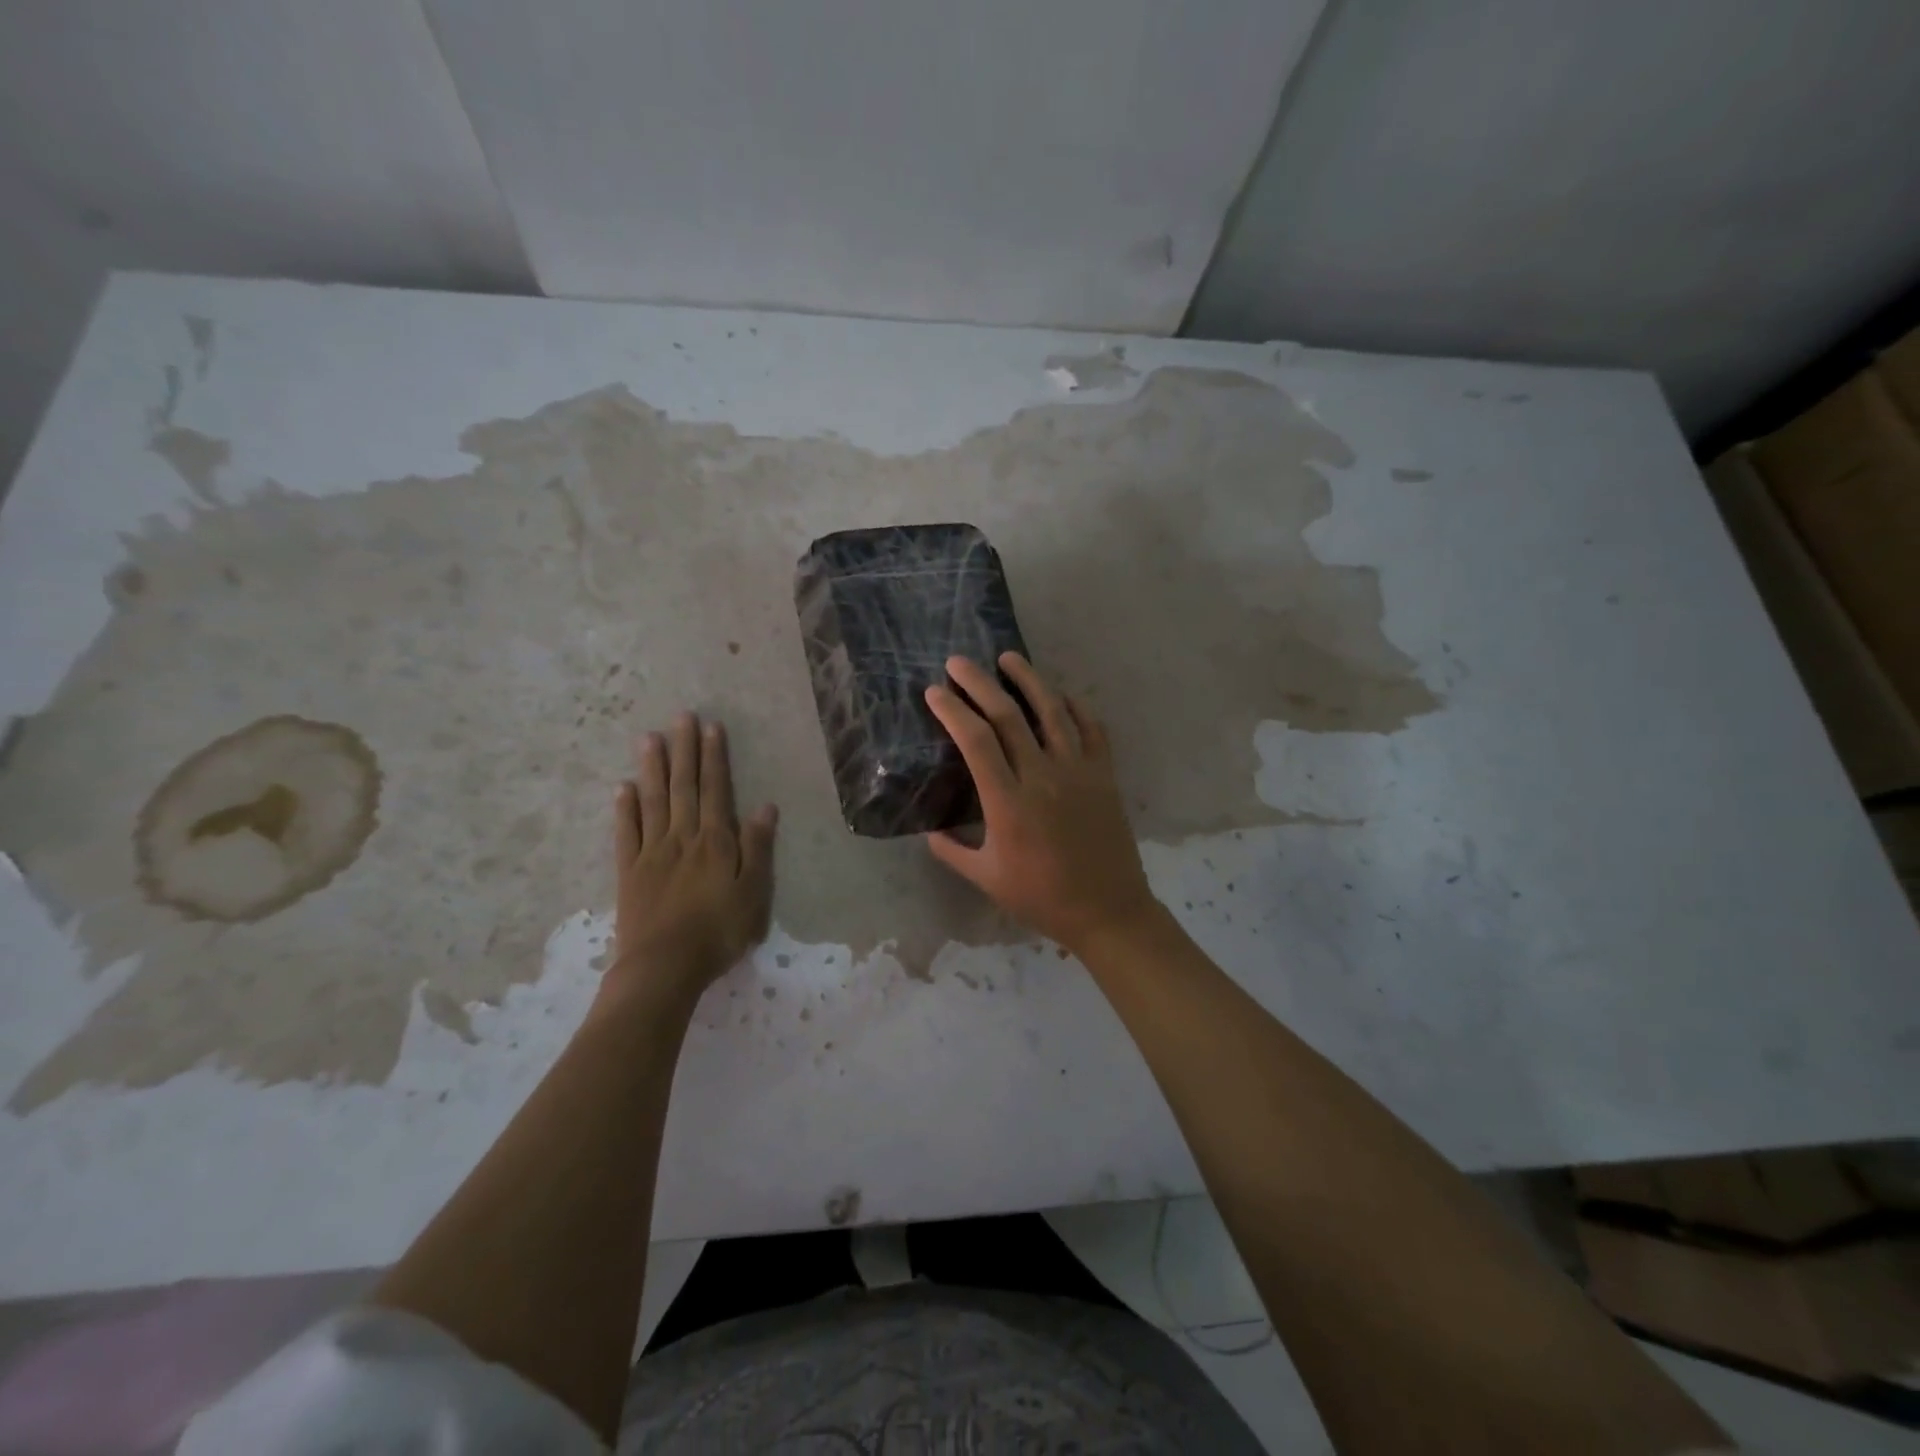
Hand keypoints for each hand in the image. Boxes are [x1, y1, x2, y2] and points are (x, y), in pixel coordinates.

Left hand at [599, 712, 777, 1014]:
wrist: (663, 967)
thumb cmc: (718, 932)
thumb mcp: (754, 894)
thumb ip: (758, 849)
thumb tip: (765, 807)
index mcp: (716, 842)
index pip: (716, 790)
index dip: (714, 758)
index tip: (712, 727)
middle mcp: (683, 838)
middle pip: (684, 787)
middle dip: (684, 750)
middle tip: (681, 717)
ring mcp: (652, 853)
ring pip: (653, 801)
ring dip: (653, 768)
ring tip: (649, 738)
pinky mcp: (629, 872)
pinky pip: (626, 833)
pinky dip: (624, 808)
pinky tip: (623, 787)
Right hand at [924, 654, 1159, 952]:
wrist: (1107, 910)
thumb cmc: (1042, 897)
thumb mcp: (986, 878)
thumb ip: (952, 851)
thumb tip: (929, 830)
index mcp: (1008, 802)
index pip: (976, 741)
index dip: (953, 711)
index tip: (934, 692)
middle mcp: (1043, 776)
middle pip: (1008, 716)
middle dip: (980, 683)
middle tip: (959, 661)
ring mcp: (1078, 771)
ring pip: (1052, 711)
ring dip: (1029, 679)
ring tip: (1009, 657)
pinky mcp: (1104, 775)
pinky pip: (1092, 729)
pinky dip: (1076, 707)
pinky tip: (1061, 695)